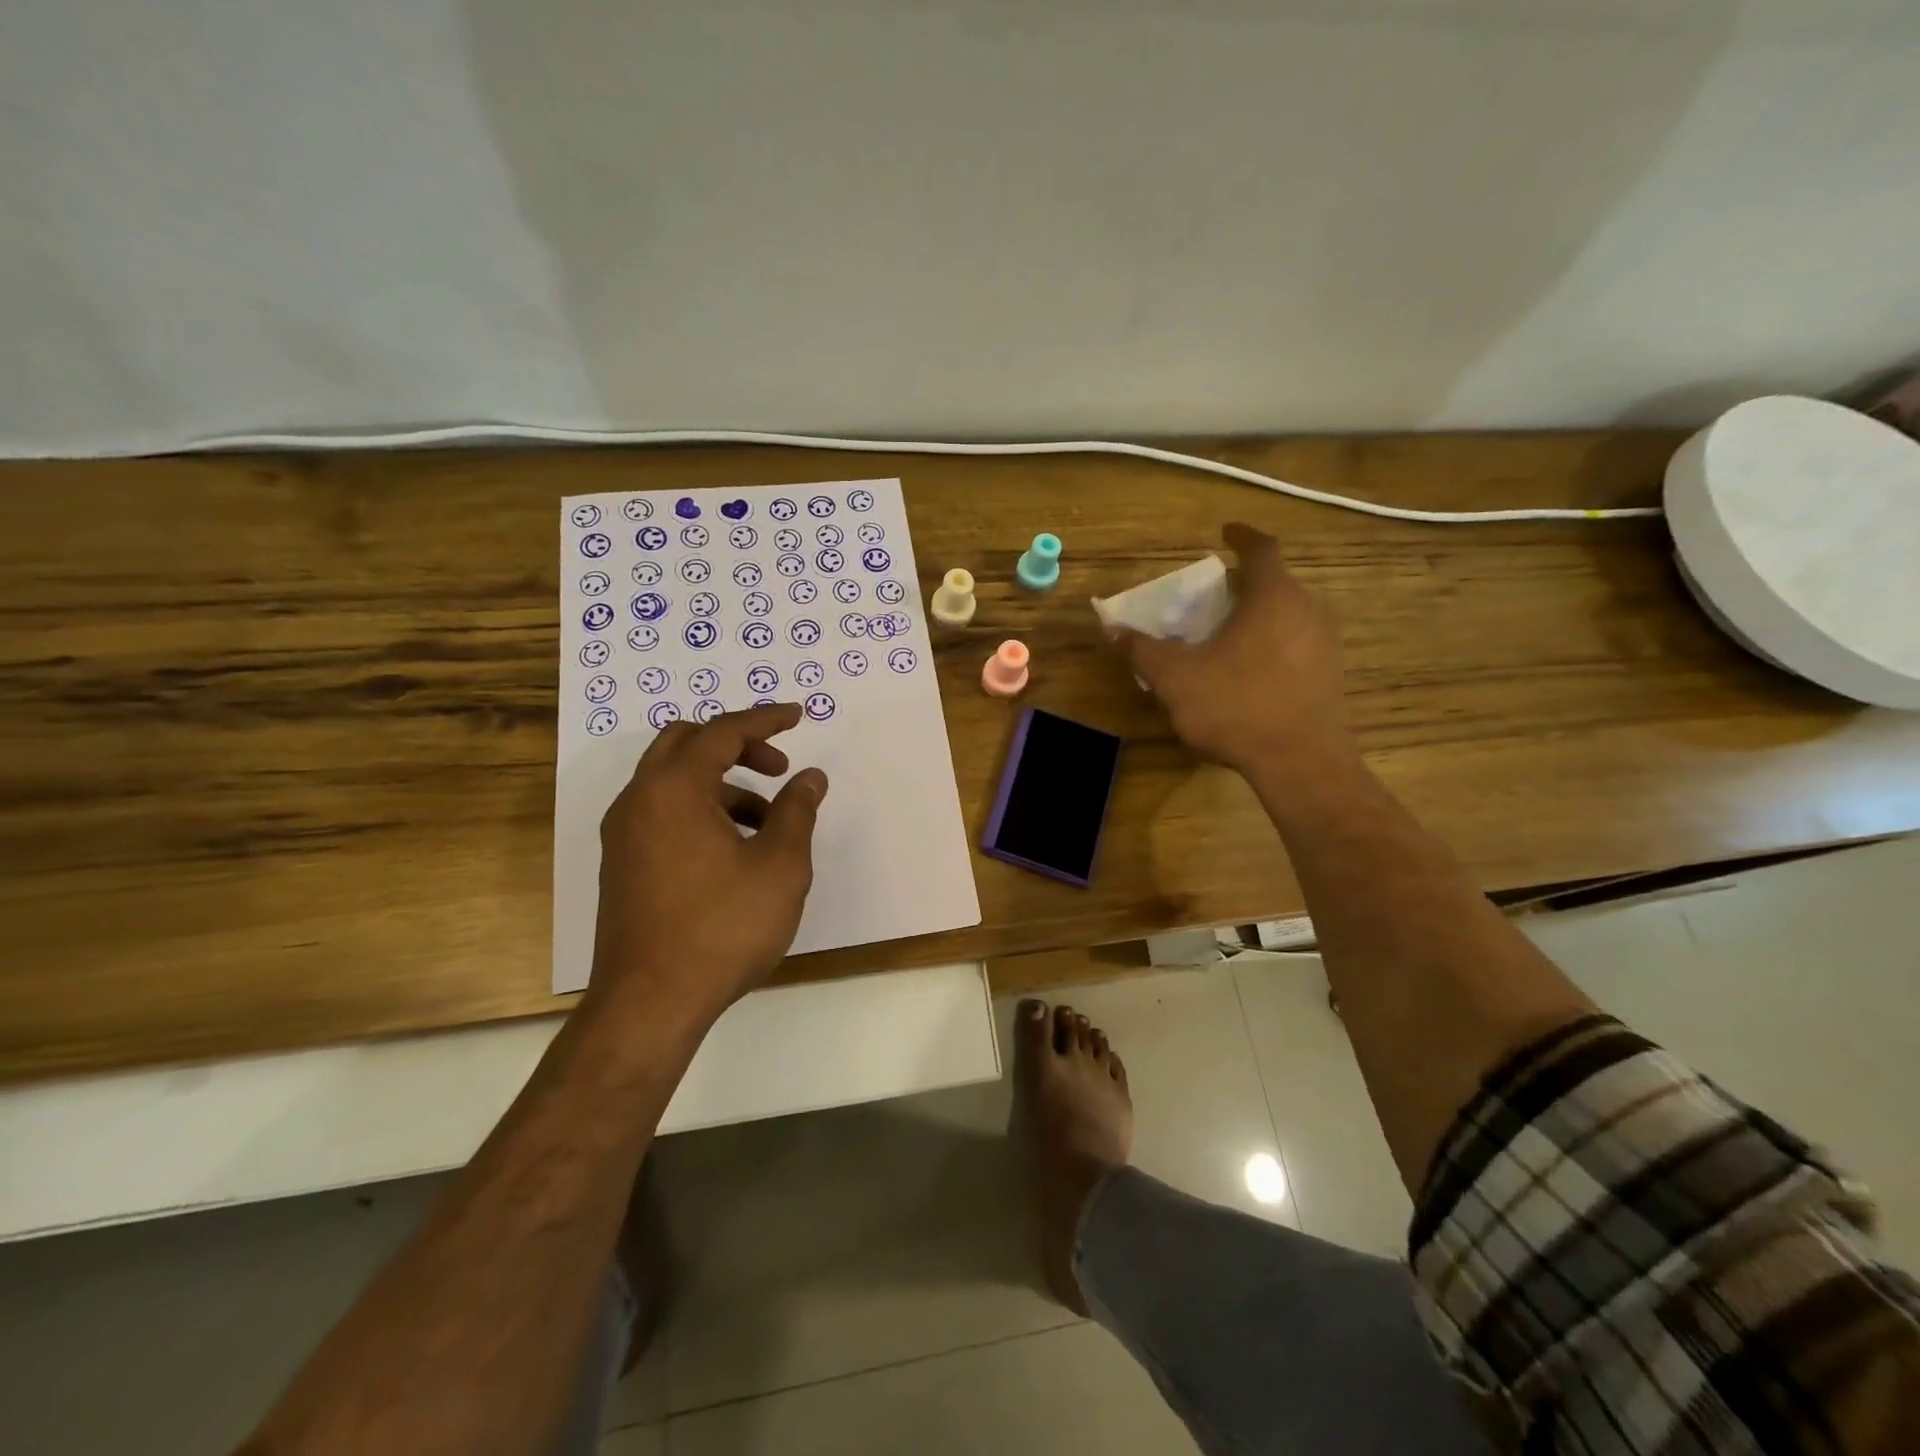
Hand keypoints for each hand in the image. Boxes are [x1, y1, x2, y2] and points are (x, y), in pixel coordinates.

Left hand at [589, 703, 827, 1029]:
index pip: (723, 731)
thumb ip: (797, 811)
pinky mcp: (621, 863)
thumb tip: (810, 777)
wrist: (650, 1003)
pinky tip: (734, 850)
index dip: (765, 719)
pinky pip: (663, 811)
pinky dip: (700, 809)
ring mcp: (623, 833)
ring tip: (768, 823)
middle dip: (737, 744)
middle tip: (778, 768)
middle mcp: (639, 800)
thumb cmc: (723, 927)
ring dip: (722, 782)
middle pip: (686, 742)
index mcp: (674, 789)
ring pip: (673, 779)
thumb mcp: (780, 866)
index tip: (799, 715)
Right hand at [1116, 523, 1355, 781]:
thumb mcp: (1175, 678)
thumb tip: (1113, 629)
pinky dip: (1270, 644)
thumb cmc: (1236, 706)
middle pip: (1274, 584)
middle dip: (1243, 584)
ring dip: (1257, 616)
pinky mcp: (1329, 677)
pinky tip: (1247, 672)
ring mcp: (1324, 645)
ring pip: (1287, 616)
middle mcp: (1306, 611)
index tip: (1225, 532)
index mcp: (1272, 598)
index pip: (1261, 549)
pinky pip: (1296, 645)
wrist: (1301, 763)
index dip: (1241, 536)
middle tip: (1212, 594)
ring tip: (1225, 634)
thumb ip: (1142, 650)